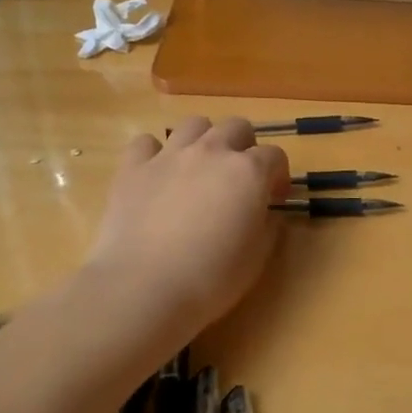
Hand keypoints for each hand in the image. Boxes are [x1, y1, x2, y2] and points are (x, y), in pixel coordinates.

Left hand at [83, 116, 290, 338]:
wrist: (143, 288)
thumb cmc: (211, 278)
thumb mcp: (257, 258)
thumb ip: (268, 227)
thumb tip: (266, 214)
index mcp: (249, 172)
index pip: (275, 156)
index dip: (279, 175)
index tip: (274, 198)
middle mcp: (211, 152)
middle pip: (236, 127)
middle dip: (245, 146)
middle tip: (240, 178)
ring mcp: (169, 156)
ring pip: (194, 124)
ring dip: (204, 140)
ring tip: (200, 168)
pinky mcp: (132, 168)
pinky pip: (146, 142)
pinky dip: (155, 153)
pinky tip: (157, 174)